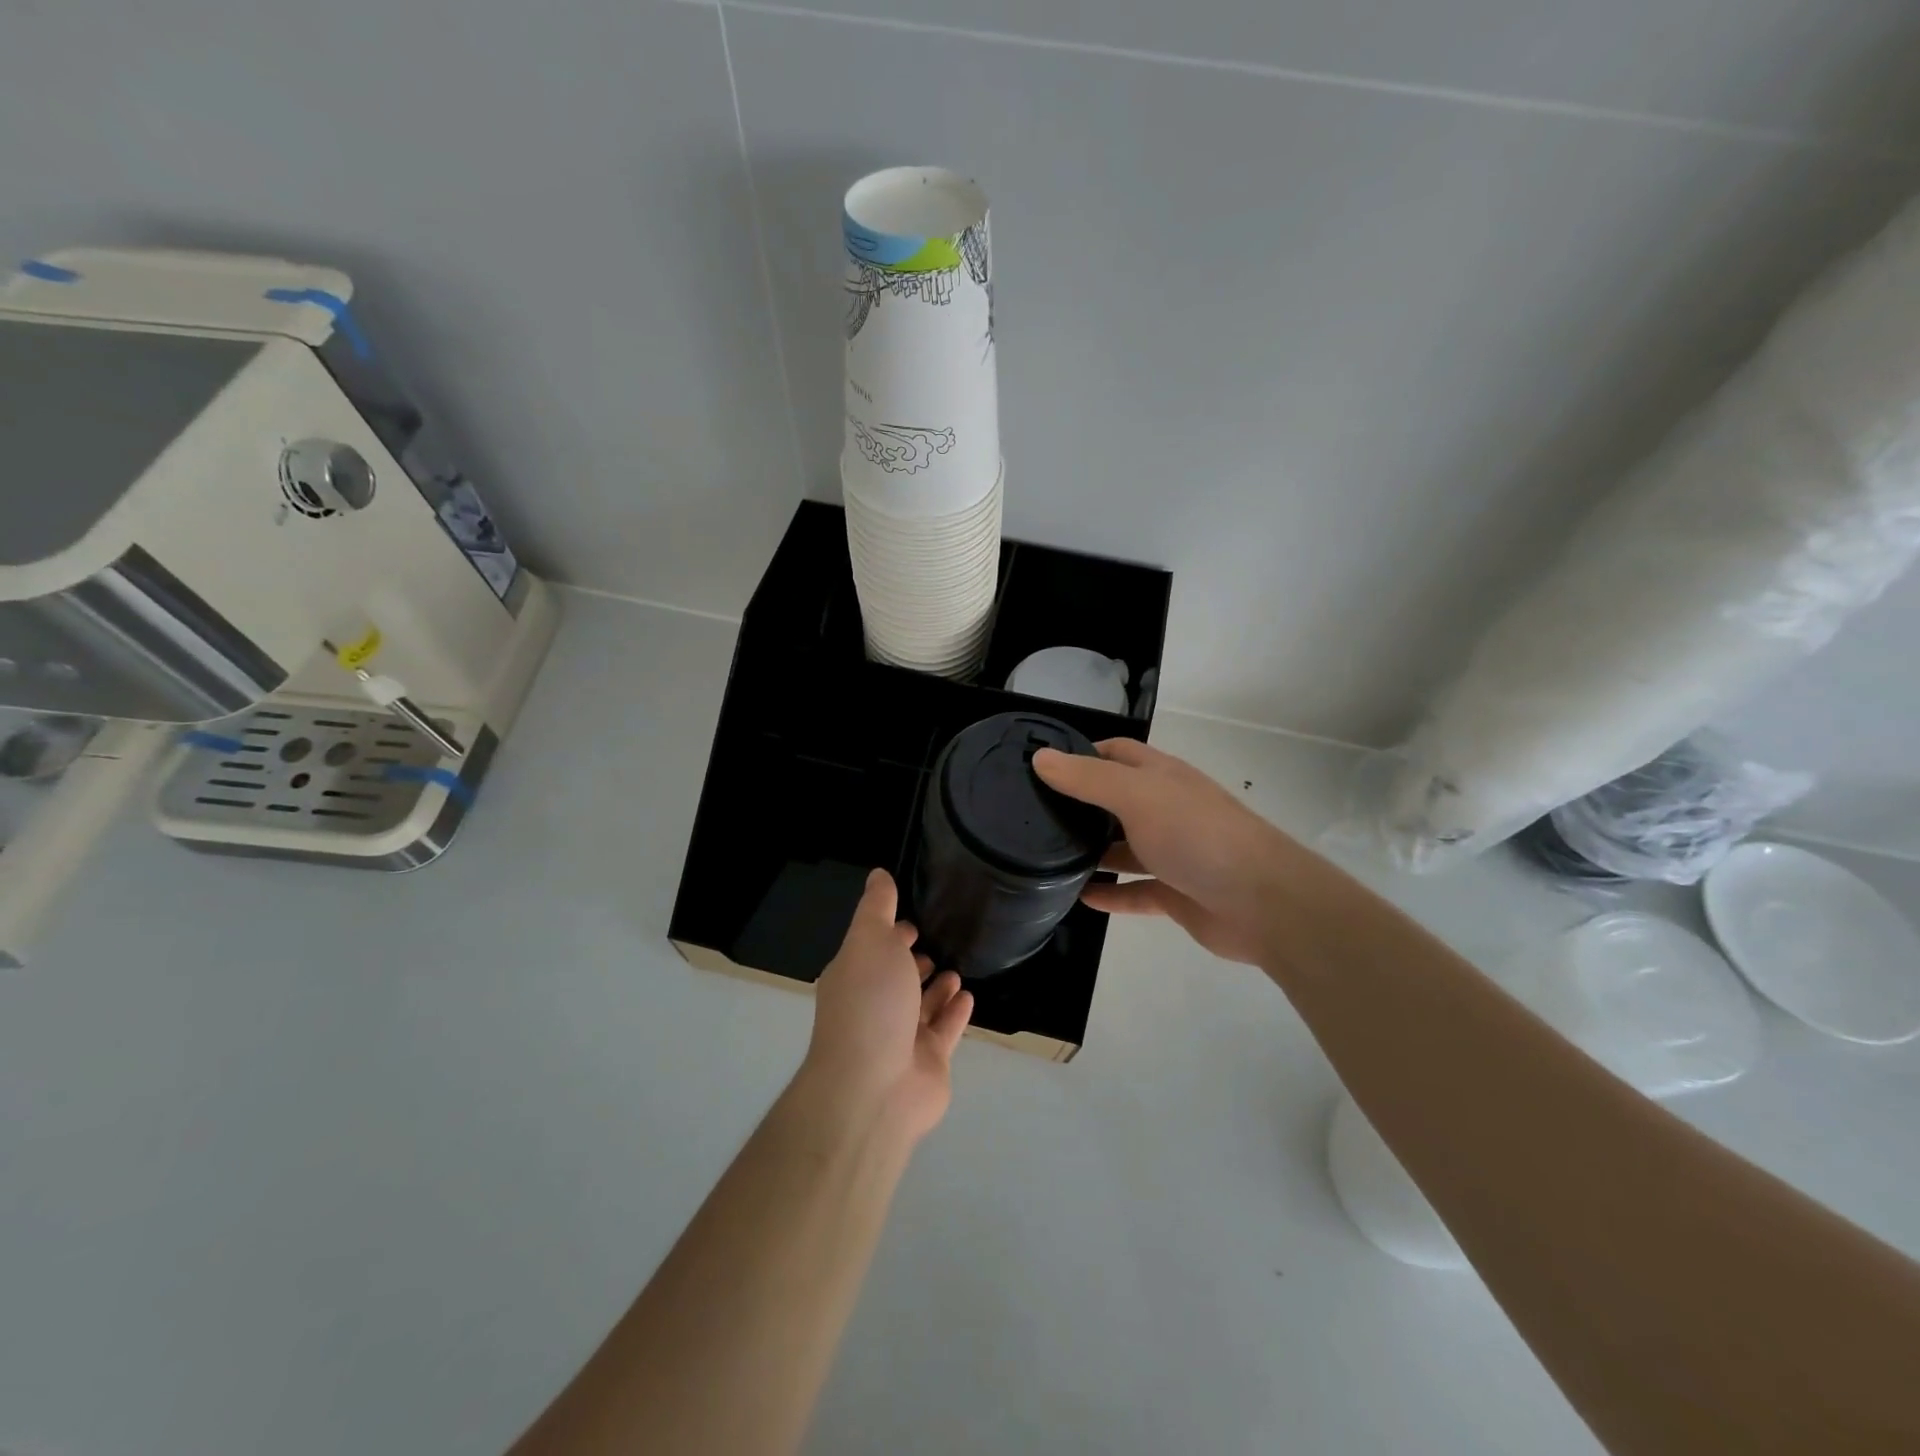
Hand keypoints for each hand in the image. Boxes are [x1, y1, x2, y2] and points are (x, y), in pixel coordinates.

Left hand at [800, 869, 973, 1145]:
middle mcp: (874, 1006)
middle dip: (912, 961)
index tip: (912, 920)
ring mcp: (901, 1038)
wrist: (874, 1086)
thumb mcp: (870, 940)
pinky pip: (945, 1030)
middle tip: (938, 943)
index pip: (873, 949)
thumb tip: (878, 874)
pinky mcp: (928, 1061)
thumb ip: (876, 907)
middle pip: (896, 979)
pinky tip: (969, 996)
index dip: (890, 933)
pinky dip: (955, 1013)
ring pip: (922, 1006)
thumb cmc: (869, 1003)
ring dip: (937, 987)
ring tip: (956, 968)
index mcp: (854, 977)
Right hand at [1033, 738, 1302, 964]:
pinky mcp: (1175, 893)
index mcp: (1161, 777)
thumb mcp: (1137, 796)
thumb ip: (1087, 778)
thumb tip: (1041, 757)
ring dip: (1091, 851)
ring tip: (1045, 856)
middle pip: (1116, 800)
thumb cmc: (1197, 834)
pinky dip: (1110, 894)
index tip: (1041, 765)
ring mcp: (1173, 852)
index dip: (1081, 753)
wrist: (1263, 901)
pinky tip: (1078, 897)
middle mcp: (1166, 809)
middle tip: (1032, 814)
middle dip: (1080, 804)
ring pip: (1123, 847)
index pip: (1116, 753)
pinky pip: (1134, 891)